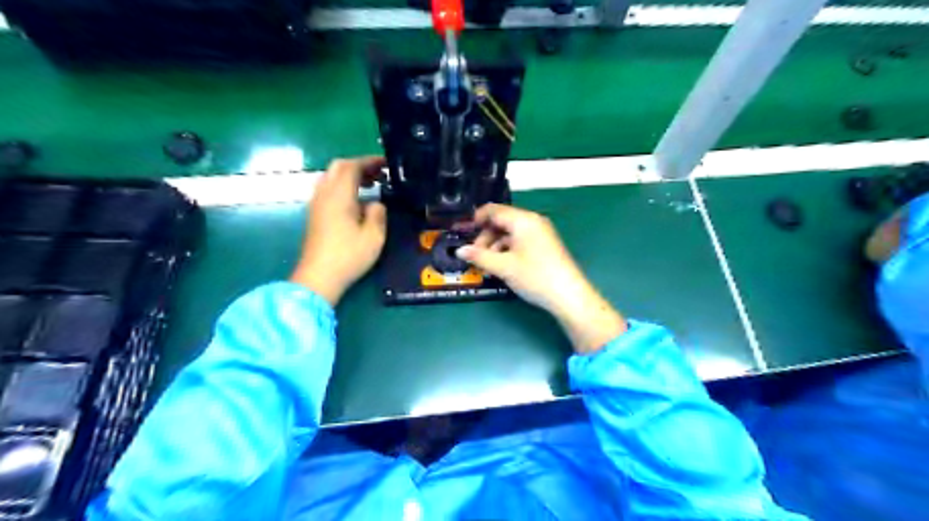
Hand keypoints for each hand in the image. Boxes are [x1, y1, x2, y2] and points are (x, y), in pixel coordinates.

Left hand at [293, 156, 388, 306]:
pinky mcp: (314, 215)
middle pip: (338, 167)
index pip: (352, 166)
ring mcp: (316, 204)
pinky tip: (355, 201)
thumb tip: (376, 203)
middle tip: (378, 174)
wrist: (318, 277)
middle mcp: (324, 194)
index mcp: (339, 195)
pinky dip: (342, 186)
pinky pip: (327, 189)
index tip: (387, 163)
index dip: (370, 161)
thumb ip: (378, 213)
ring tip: (369, 185)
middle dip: (359, 165)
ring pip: (330, 177)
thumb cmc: (349, 255)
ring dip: (349, 175)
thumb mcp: (374, 236)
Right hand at [457, 203, 626, 353]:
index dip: (476, 219)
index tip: (463, 233)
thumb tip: (459, 251)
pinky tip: (502, 268)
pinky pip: (520, 242)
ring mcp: (540, 233)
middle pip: (502, 222)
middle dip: (485, 238)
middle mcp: (533, 222)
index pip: (494, 210)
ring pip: (510, 234)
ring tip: (487, 267)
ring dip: (495, 247)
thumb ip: (479, 256)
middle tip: (475, 257)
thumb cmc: (535, 276)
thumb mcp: (503, 267)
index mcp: (523, 220)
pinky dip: (508, 251)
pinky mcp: (544, 245)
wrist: (569, 296)